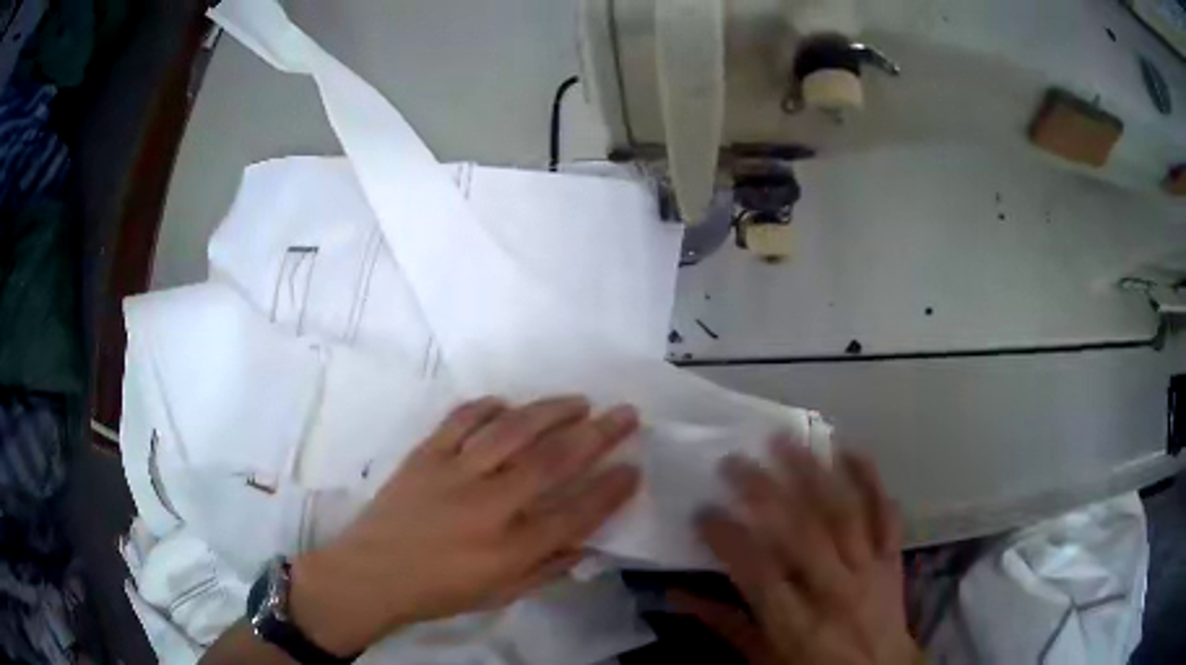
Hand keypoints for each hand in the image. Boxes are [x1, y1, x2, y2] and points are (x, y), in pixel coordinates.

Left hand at [288, 396, 640, 655]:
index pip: (574, 514)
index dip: (610, 490)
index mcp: (507, 549)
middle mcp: (486, 506)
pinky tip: (508, 402)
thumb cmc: (438, 592)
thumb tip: (587, 544)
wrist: (371, 574)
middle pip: (550, 462)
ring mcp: (452, 474)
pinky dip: (487, 406)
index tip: (634, 468)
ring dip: (550, 411)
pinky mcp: (424, 455)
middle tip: (626, 414)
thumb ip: (546, 569)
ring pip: (510, 431)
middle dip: (596, 435)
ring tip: (579, 401)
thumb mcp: (500, 596)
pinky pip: (460, 420)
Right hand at [676, 438, 918, 664]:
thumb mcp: (763, 659)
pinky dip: (870, 480)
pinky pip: (885, 514)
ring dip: (814, 472)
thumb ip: (724, 625)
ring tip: (786, 440)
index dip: (728, 538)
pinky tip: (850, 451)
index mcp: (797, 623)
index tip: (702, 512)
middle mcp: (835, 591)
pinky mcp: (891, 558)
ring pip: (843, 513)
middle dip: (766, 491)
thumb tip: (676, 594)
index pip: (759, 571)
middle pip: (802, 532)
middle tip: (735, 461)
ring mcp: (869, 569)